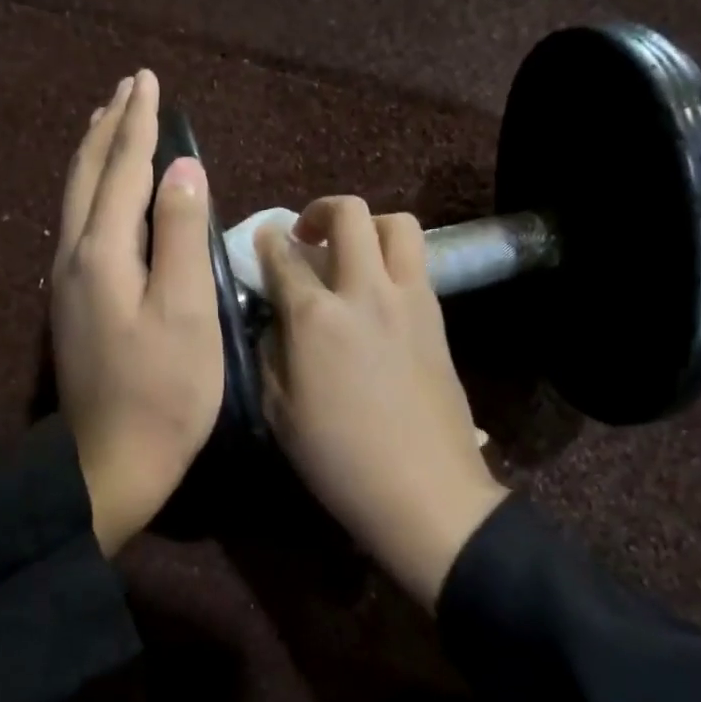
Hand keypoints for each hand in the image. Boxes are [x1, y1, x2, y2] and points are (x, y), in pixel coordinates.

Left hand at [53, 71, 223, 555]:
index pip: (121, 170)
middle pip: (86, 176)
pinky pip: (78, 225)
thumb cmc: (163, 392)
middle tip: (125, 89)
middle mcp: (73, 257)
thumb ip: (183, 236)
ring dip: (93, 156)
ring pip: (76, 200)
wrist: (110, 462)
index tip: (147, 81)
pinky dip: (91, 192)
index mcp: (102, 252)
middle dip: (108, 128)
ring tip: (107, 125)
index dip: (137, 124)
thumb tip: (183, 169)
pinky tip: (100, 195)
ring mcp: (67, 283)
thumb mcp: (186, 313)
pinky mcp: (73, 306)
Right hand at [257, 198, 507, 609]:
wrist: (423, 490)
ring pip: (398, 225)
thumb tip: (272, 321)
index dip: (268, 243)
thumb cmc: (339, 459)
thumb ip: (269, 354)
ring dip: (369, 226)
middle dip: (321, 211)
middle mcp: (364, 292)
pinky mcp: (437, 317)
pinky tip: (377, 292)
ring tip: (351, 254)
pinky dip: (393, 259)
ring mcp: (409, 300)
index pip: (284, 257)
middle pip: (350, 215)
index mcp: (316, 317)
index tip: (262, 240)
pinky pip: (417, 263)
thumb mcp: (279, 412)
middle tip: (307, 237)